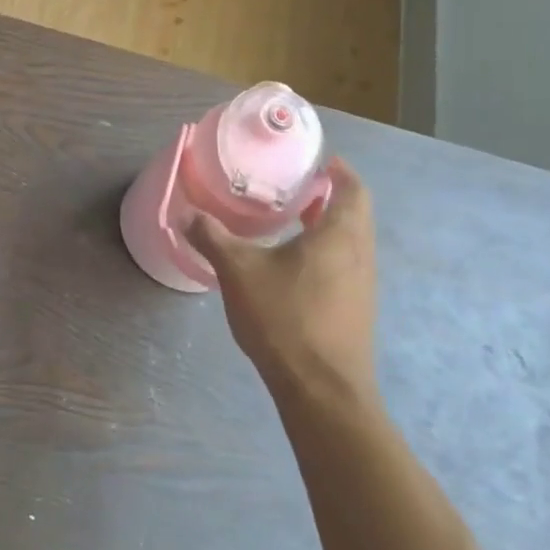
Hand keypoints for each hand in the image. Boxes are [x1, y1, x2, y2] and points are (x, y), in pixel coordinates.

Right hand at [186, 156, 376, 402]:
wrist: (321, 389)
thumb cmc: (284, 317)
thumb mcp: (238, 271)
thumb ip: (212, 237)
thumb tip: (187, 214)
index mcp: (339, 235)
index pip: (353, 189)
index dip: (339, 171)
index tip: (318, 160)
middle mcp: (359, 255)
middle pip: (355, 213)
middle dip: (330, 195)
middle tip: (294, 185)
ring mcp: (361, 285)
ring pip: (350, 241)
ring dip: (327, 225)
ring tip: (290, 218)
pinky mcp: (354, 309)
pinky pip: (344, 264)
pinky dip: (324, 251)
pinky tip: (290, 263)